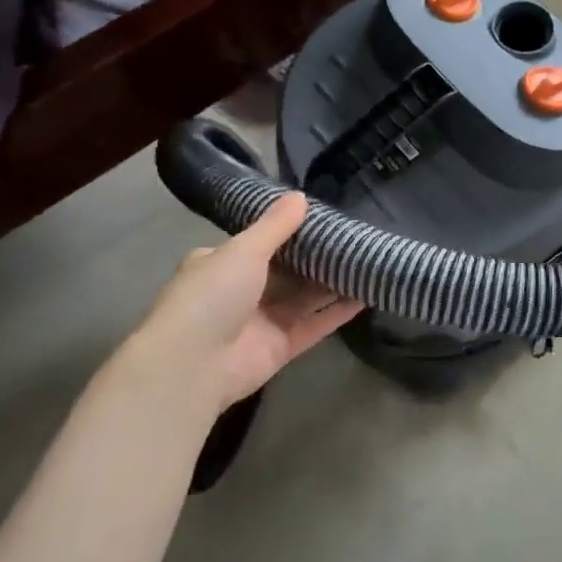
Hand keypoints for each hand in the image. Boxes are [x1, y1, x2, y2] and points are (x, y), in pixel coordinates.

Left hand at [116, 193, 362, 425]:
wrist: (192, 366)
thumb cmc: (211, 296)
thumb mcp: (243, 250)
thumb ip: (275, 225)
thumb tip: (301, 195)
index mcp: (221, 264)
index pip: (259, 242)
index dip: (290, 230)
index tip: (325, 217)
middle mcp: (241, 292)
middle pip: (287, 271)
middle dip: (317, 257)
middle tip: (355, 237)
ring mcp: (262, 322)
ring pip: (305, 298)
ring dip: (333, 282)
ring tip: (368, 260)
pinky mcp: (281, 348)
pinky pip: (315, 324)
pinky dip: (339, 312)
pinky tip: (367, 294)